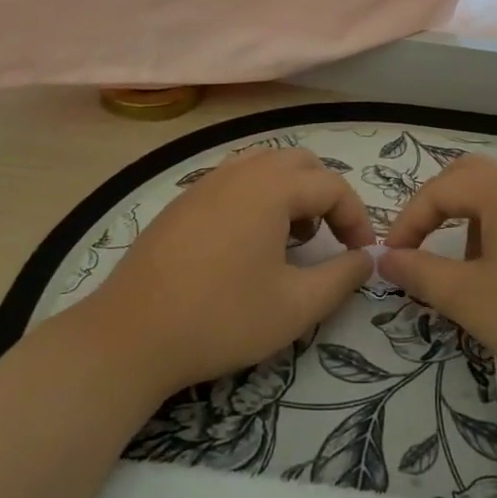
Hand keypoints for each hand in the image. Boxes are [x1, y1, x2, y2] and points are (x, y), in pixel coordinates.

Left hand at [78, 147, 374, 397]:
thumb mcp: (295, 307)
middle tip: (329, 239)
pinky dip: (258, 196)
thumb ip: (341, 278)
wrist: (131, 334)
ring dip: (291, 192)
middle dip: (325, 195)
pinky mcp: (183, 200)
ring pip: (264, 165)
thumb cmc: (221, 319)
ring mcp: (206, 182)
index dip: (356, 217)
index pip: (331, 186)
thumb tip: (365, 258)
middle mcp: (240, 172)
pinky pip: (235, 179)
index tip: (361, 255)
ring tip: (291, 238)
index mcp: (271, 188)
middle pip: (300, 163)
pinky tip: (249, 242)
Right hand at [381, 155, 496, 407]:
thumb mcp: (472, 300)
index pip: (440, 189)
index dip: (408, 221)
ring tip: (472, 268)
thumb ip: (422, 273)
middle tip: (422, 245)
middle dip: (440, 208)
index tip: (393, 258)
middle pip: (474, 177)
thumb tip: (387, 258)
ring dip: (476, 220)